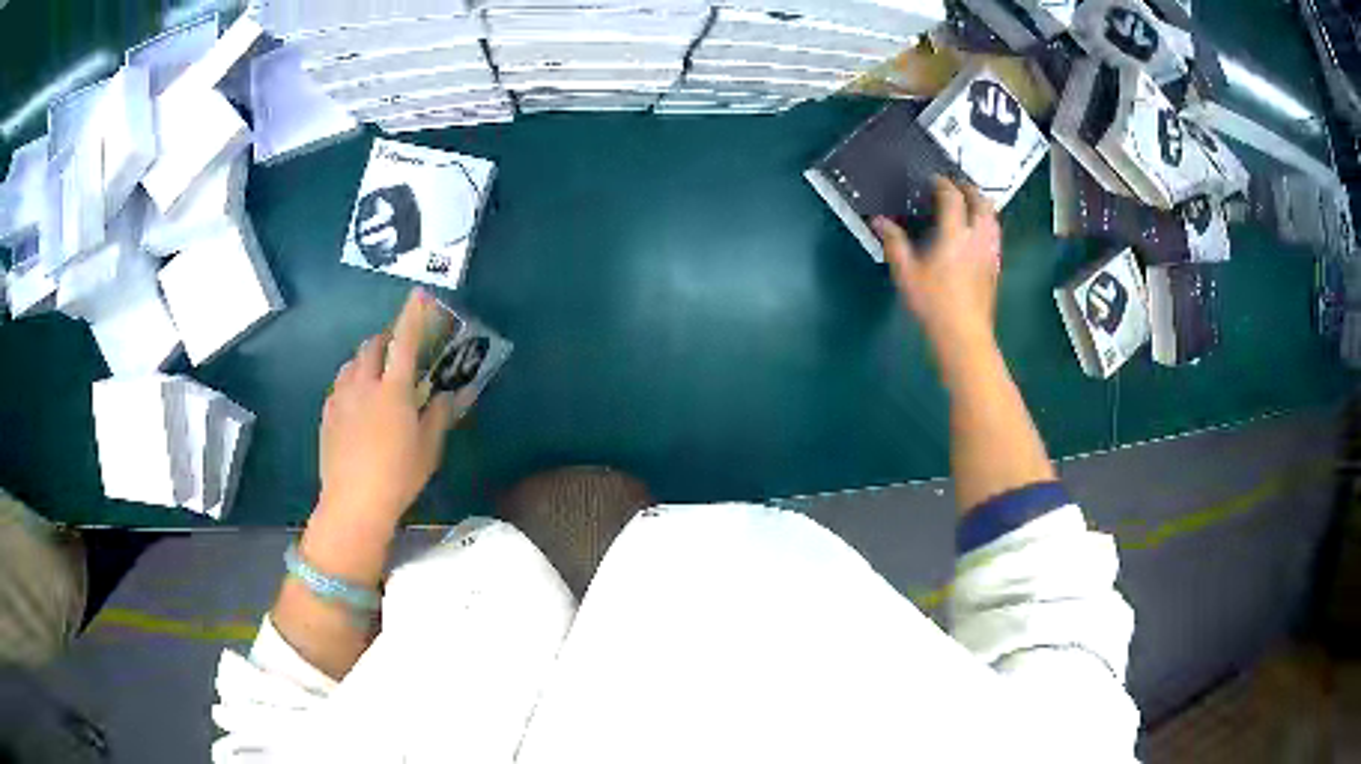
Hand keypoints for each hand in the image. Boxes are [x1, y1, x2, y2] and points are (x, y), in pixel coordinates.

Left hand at [317, 289, 458, 527]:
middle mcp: (364, 384)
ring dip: (366, 358)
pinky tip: (356, 401)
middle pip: (372, 345)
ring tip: (376, 373)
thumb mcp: (428, 449)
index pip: (405, 341)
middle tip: (398, 348)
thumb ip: (439, 415)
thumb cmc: (398, 476)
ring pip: (352, 362)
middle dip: (386, 338)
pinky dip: (351, 381)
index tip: (418, 294)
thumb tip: (451, 393)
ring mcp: (340, 398)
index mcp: (393, 390)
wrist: (353, 503)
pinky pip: (339, 384)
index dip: (413, 315)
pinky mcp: (327, 414)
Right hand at [872, 177, 1001, 355]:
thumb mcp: (906, 273)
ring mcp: (990, 251)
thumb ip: (894, 243)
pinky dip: (986, 222)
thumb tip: (879, 220)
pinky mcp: (996, 266)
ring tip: (968, 203)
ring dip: (981, 204)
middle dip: (968, 188)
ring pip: (992, 217)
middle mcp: (977, 237)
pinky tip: (976, 232)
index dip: (942, 183)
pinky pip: (994, 234)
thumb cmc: (933, 303)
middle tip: (954, 186)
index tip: (932, 180)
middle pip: (980, 201)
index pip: (952, 196)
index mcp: (954, 233)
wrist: (964, 335)